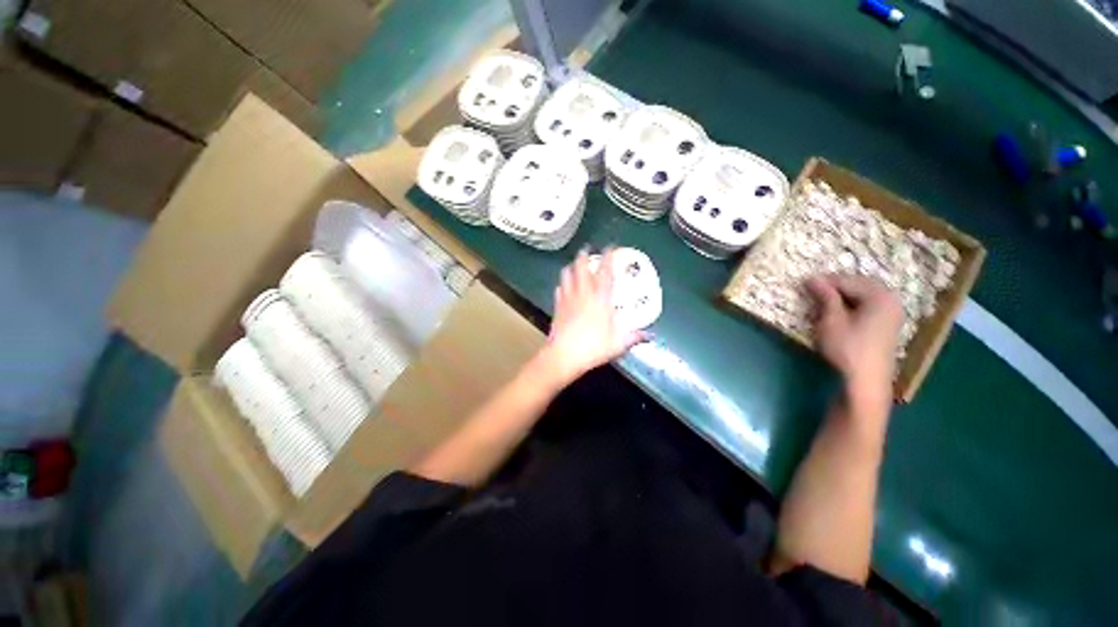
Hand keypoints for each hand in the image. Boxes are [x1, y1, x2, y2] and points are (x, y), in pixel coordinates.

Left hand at [541, 249, 648, 384]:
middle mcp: (583, 293)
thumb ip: (634, 337)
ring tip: (575, 265)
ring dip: (571, 266)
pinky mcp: (557, 306)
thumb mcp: (618, 344)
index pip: (605, 271)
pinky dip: (563, 283)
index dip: (608, 257)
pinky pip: (559, 289)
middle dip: (584, 255)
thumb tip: (650, 336)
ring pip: (566, 274)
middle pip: (580, 267)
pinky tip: (564, 286)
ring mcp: (568, 298)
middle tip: (587, 249)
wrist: (563, 355)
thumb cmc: (593, 347)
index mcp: (600, 298)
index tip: (610, 246)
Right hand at [806, 274, 902, 408]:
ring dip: (842, 298)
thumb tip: (812, 278)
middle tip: (812, 292)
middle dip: (835, 288)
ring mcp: (891, 314)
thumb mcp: (831, 319)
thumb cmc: (847, 347)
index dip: (825, 281)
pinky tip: (837, 314)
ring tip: (821, 303)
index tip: (803, 283)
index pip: (848, 281)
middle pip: (858, 286)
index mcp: (880, 296)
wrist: (865, 381)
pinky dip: (851, 307)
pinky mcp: (886, 326)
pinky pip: (867, 307)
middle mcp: (891, 301)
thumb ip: (825, 296)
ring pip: (862, 297)